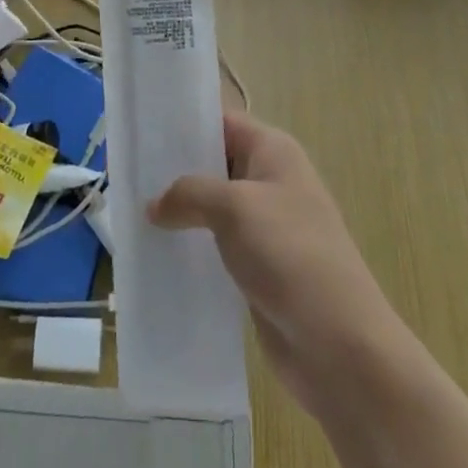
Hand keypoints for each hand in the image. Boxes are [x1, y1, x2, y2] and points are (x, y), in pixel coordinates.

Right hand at [149, 111, 401, 414]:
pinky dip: (192, 247)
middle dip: (175, 170)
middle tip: (127, 175)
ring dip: (180, 213)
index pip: (222, 121)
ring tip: (132, 215)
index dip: (184, 123)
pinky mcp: (259, 267)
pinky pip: (217, 246)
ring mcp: (266, 226)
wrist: (340, 345)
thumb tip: (154, 204)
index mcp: (273, 151)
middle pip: (215, 163)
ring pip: (213, 208)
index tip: (141, 130)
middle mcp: (270, 180)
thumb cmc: (291, 255)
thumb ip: (190, 193)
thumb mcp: (235, 208)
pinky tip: (157, 255)